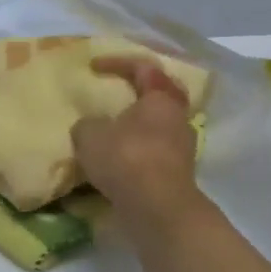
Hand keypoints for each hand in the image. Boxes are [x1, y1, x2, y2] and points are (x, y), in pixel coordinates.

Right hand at [70, 56, 202, 223]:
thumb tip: (91, 126)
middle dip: (138, 93)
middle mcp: (178, 118)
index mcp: (161, 98)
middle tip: (117, 95)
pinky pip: (156, 153)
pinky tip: (119, 161)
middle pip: (160, 96)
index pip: (144, 68)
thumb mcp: (90, 135)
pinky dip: (138, 152)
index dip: (117, 63)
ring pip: (159, 127)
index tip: (94, 67)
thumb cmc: (126, 159)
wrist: (158, 208)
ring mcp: (183, 147)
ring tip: (114, 132)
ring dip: (138, 126)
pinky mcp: (178, 174)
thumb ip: (87, 124)